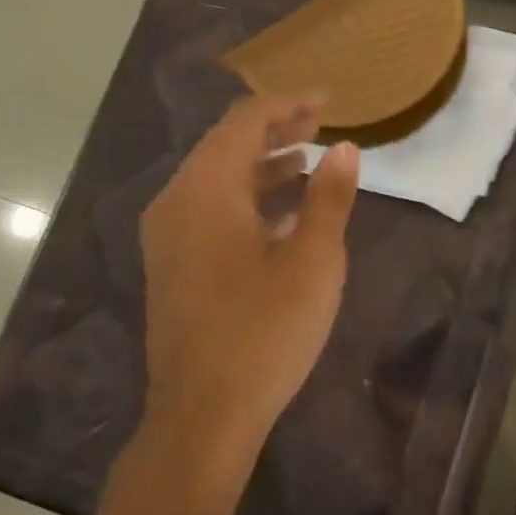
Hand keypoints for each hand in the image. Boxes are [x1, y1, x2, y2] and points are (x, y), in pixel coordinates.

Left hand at [141, 94, 359, 446]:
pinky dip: (247, 201)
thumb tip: (346, 150)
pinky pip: (210, 213)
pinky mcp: (173, 267)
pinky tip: (281, 215)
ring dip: (262, 167)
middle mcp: (176, 203)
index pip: (243, 123)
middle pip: (225, 147)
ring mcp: (169, 238)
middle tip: (321, 125)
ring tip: (308, 162)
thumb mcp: (313, 262)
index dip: (286, 105)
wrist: (204, 413)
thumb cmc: (265, 332)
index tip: (328, 101)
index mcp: (205, 191)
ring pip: (217, 182)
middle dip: (274, 132)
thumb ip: (330, 200)